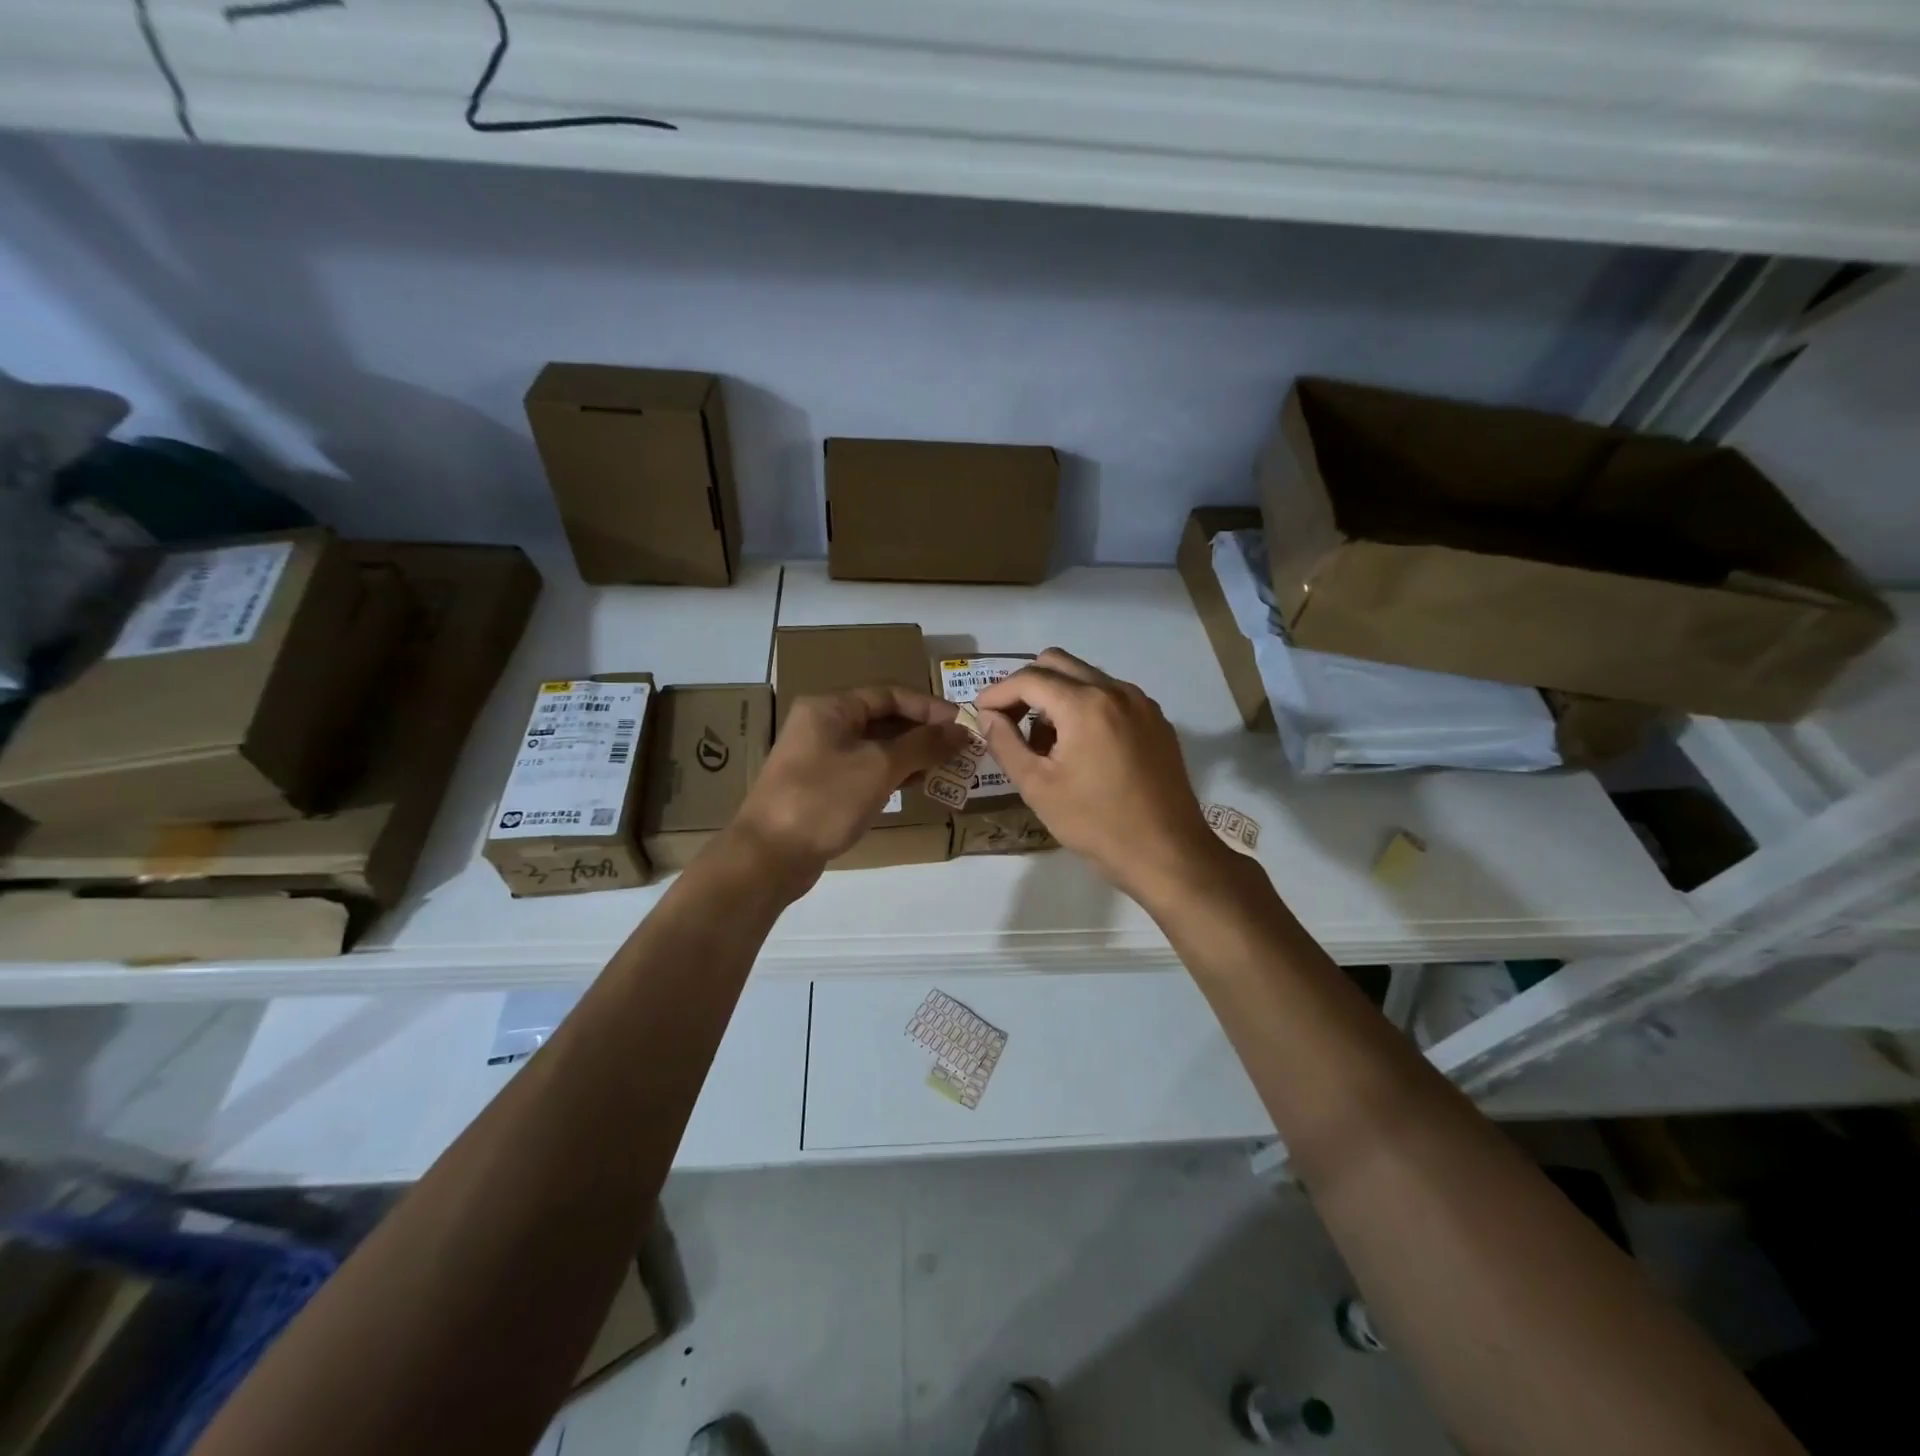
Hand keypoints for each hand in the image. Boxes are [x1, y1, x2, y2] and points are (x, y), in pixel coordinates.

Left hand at [728, 687, 966, 890]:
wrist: (768, 856)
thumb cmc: (824, 799)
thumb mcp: (879, 767)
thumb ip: (923, 745)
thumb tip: (961, 730)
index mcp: (830, 708)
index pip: (889, 694)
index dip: (928, 707)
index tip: (962, 724)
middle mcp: (823, 726)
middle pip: (883, 719)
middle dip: (923, 733)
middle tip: (960, 749)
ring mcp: (820, 758)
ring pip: (875, 748)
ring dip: (911, 756)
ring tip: (948, 768)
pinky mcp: (821, 788)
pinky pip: (865, 771)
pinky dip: (892, 775)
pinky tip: (917, 786)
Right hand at [975, 649, 1229, 906]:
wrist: (1167, 853)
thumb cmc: (1096, 823)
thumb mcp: (1038, 787)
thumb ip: (1006, 743)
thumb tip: (989, 716)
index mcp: (1085, 704)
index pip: (1029, 678)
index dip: (998, 692)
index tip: (980, 712)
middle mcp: (1116, 690)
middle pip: (1058, 663)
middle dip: (1026, 685)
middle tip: (1008, 720)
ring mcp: (1141, 703)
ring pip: (1086, 677)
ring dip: (1056, 695)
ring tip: (1044, 741)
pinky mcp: (1156, 721)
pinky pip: (1111, 696)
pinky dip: (1085, 706)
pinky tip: (1079, 747)